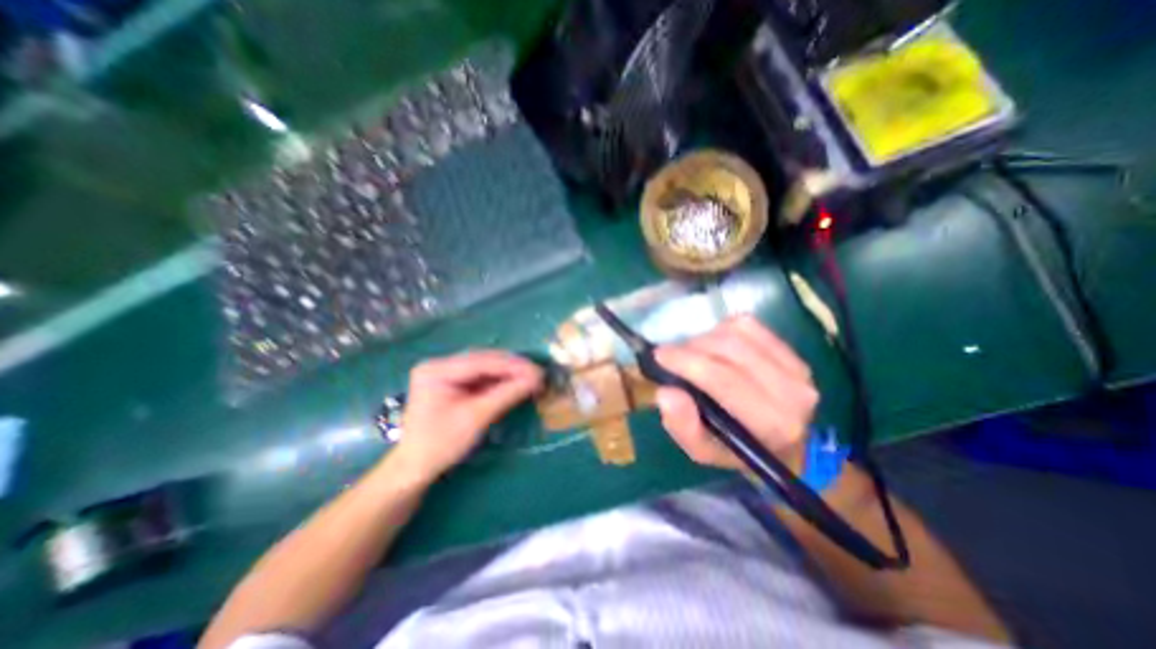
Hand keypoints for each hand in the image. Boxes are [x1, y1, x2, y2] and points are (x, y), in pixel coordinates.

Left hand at [390, 353, 545, 483]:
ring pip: (483, 367)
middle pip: (482, 360)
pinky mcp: (450, 382)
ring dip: (507, 373)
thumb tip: (536, 379)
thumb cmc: (441, 444)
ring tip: (530, 378)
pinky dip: (498, 380)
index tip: (538, 371)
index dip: (512, 366)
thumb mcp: (476, 418)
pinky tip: (514, 383)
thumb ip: (506, 394)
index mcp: (437, 370)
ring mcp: (444, 372)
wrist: (414, 469)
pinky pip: (479, 376)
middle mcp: (439, 365)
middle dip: (512, 367)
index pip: (481, 362)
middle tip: (538, 374)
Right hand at [654, 315, 816, 471]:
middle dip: (691, 347)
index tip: (659, 355)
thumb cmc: (734, 449)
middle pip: (730, 349)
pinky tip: (714, 346)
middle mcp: (793, 391)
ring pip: (737, 332)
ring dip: (705, 338)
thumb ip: (682, 425)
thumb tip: (666, 392)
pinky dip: (721, 329)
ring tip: (692, 354)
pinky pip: (747, 325)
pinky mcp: (791, 349)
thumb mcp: (701, 450)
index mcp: (772, 424)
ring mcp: (796, 366)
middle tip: (671, 356)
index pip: (724, 380)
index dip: (688, 362)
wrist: (782, 446)